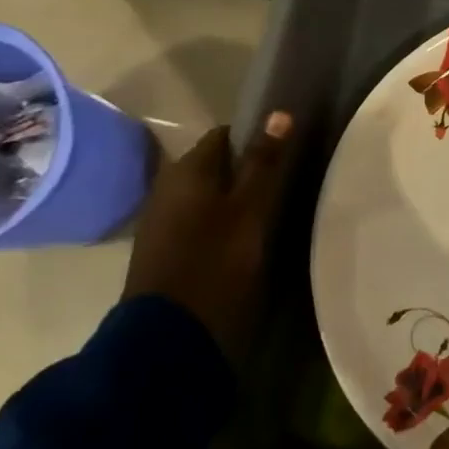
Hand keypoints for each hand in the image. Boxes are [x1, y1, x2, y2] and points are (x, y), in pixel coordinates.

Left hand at [123, 112, 294, 364]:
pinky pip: (199, 218)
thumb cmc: (214, 262)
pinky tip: (243, 236)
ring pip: (207, 193)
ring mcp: (162, 220)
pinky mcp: (164, 248)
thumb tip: (279, 113)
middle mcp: (167, 187)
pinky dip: (221, 219)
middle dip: (247, 168)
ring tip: (270, 209)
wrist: (168, 336)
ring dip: (235, 196)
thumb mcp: (250, 210)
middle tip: (284, 183)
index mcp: (187, 171)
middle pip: (215, 164)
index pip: (225, 135)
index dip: (256, 138)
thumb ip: (263, 163)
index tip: (285, 153)